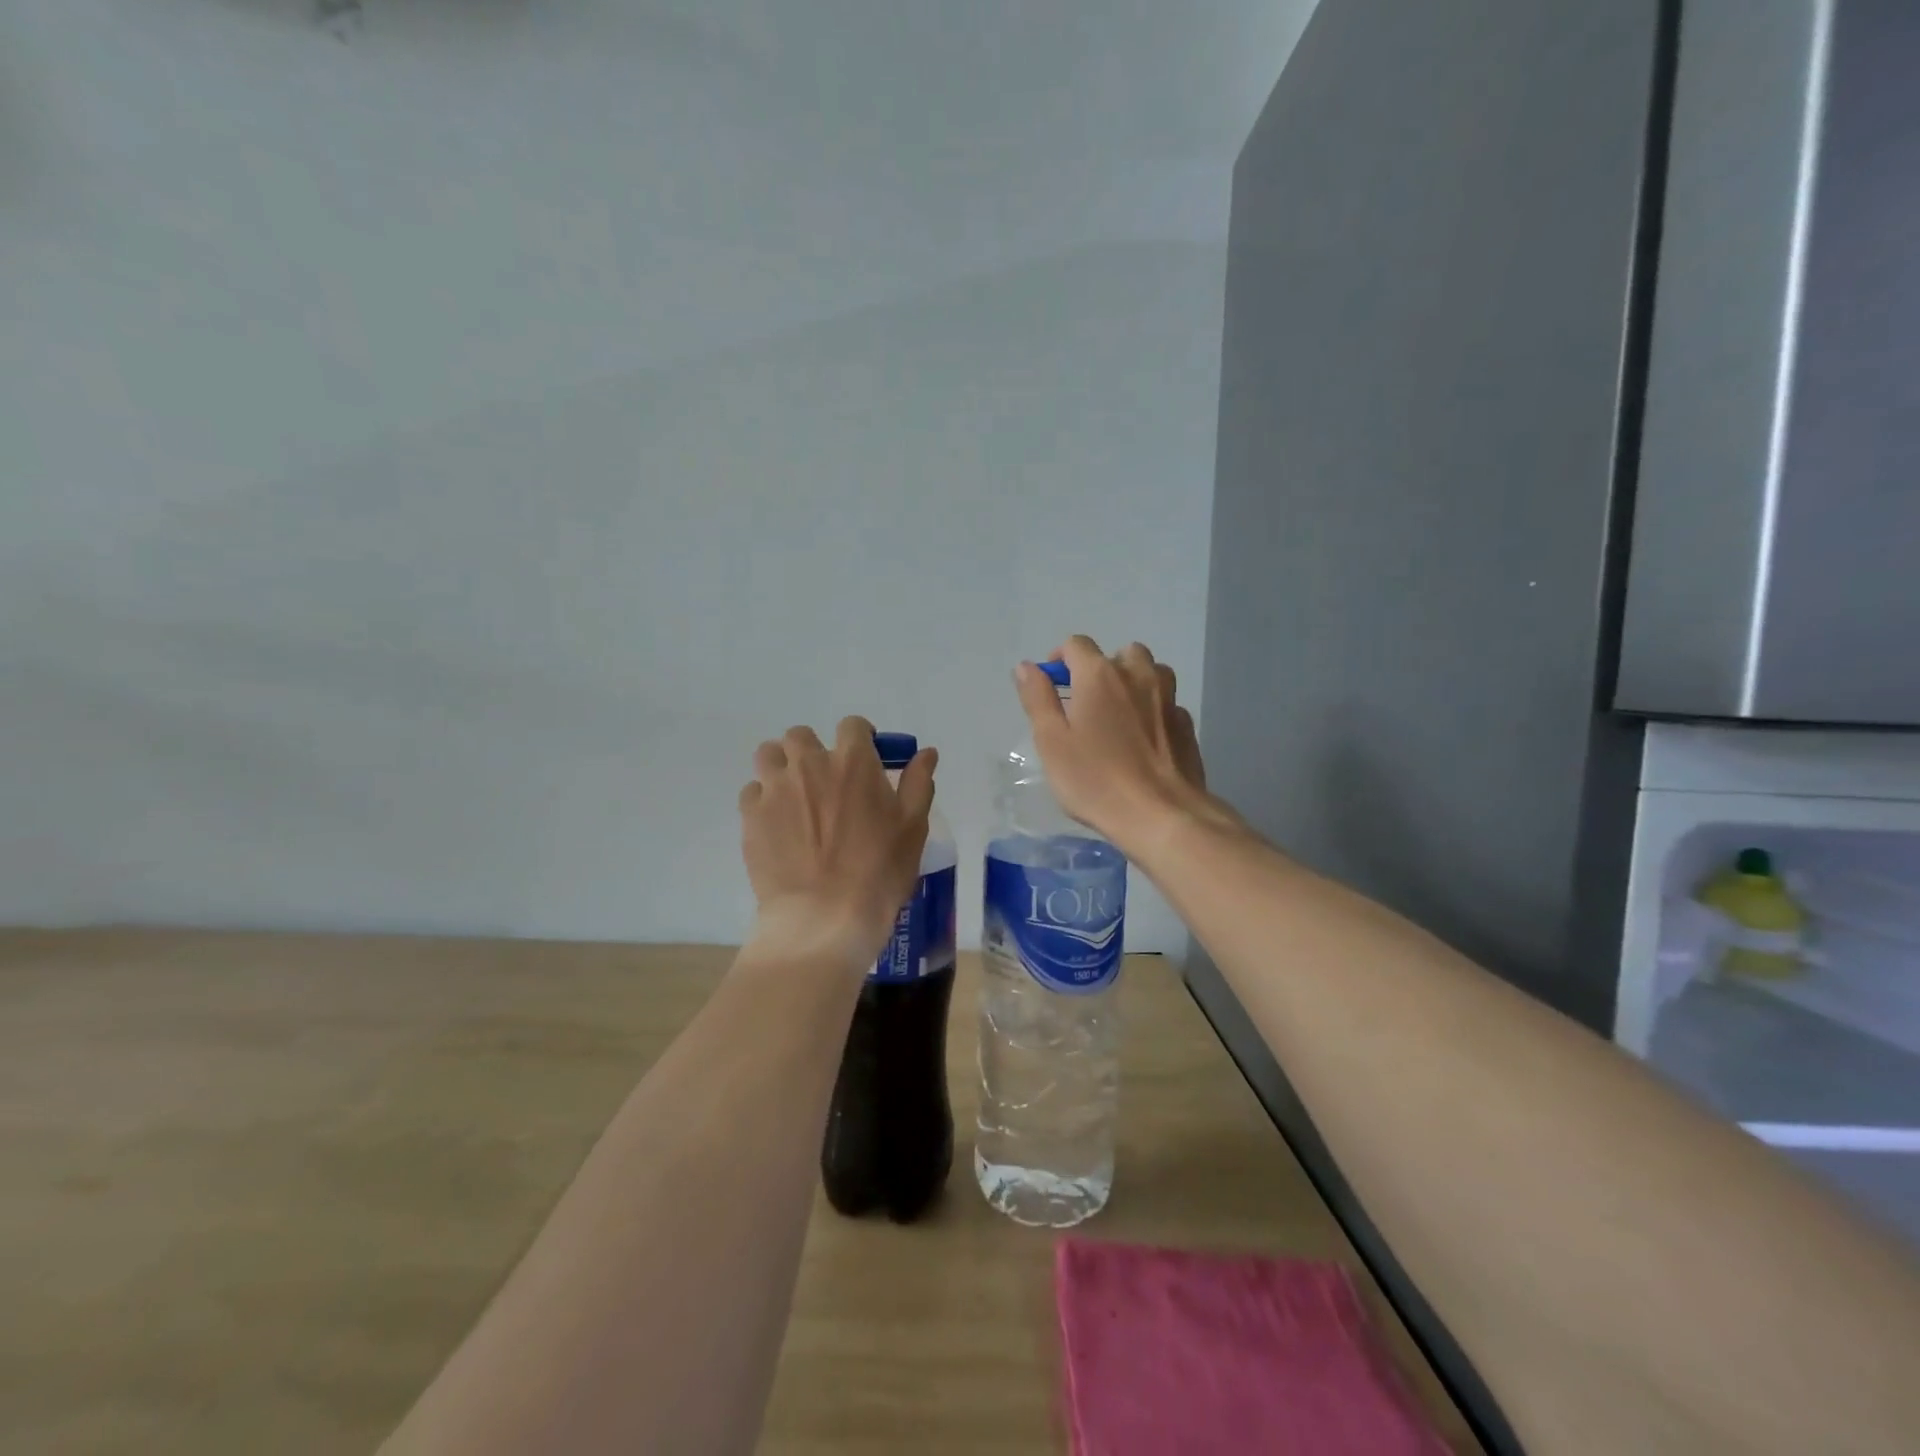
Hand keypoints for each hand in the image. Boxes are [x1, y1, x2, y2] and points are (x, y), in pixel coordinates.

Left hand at [738, 717, 937, 963]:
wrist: (824, 918)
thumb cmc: (879, 872)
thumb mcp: (912, 828)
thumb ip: (918, 783)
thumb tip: (927, 752)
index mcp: (853, 762)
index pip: (852, 725)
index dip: (859, 738)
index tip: (864, 759)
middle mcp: (810, 764)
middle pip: (801, 735)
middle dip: (813, 750)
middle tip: (825, 782)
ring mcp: (775, 789)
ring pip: (769, 755)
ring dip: (781, 766)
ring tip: (793, 795)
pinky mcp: (751, 816)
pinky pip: (752, 792)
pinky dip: (763, 800)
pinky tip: (776, 824)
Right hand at [1014, 636, 1216, 853]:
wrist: (1160, 814)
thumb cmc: (1095, 779)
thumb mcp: (1052, 741)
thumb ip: (1037, 698)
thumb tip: (1026, 667)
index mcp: (1099, 675)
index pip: (1077, 645)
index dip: (1060, 659)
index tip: (1052, 685)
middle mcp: (1137, 675)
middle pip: (1118, 653)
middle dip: (1100, 668)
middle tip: (1086, 703)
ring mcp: (1168, 698)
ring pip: (1150, 671)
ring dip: (1133, 681)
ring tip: (1119, 713)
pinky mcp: (1186, 724)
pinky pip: (1166, 701)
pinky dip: (1153, 708)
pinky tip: (1144, 737)